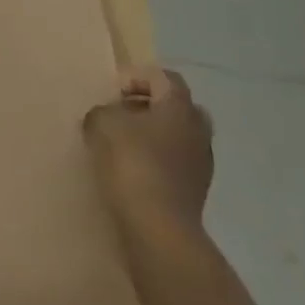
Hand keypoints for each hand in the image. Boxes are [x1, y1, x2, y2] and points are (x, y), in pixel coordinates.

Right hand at [82, 67, 213, 236]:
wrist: (158, 225)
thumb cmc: (132, 162)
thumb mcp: (102, 123)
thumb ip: (104, 111)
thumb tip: (109, 117)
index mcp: (180, 107)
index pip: (166, 78)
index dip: (138, 78)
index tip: (114, 94)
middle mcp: (198, 130)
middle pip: (178, 107)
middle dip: (151, 107)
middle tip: (124, 114)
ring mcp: (202, 163)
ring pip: (179, 136)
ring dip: (155, 136)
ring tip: (123, 145)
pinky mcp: (196, 190)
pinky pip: (177, 163)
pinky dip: (158, 160)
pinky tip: (132, 171)